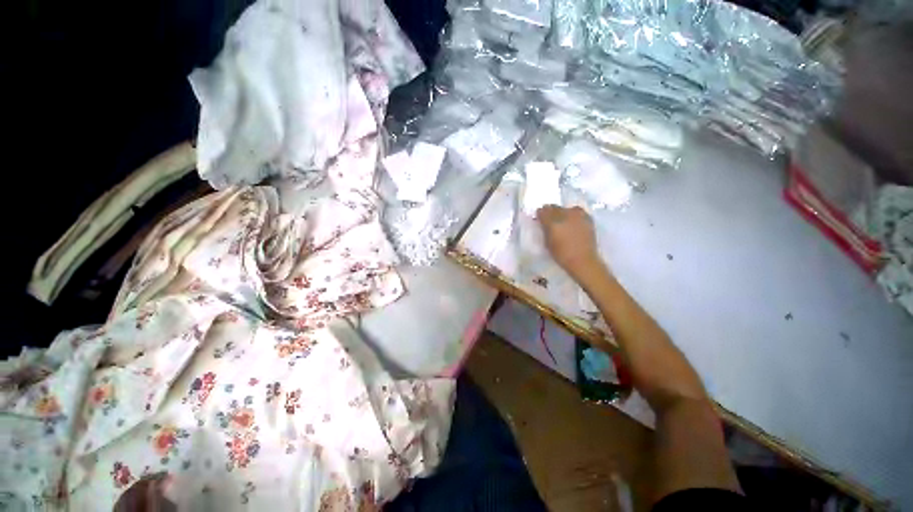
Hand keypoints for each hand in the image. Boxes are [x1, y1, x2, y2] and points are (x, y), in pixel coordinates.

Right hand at [536, 205, 602, 278]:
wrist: (583, 260)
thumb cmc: (561, 255)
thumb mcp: (547, 242)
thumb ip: (544, 229)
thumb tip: (543, 222)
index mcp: (552, 222)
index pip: (542, 211)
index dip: (540, 214)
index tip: (539, 219)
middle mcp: (565, 215)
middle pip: (554, 207)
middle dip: (550, 212)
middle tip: (550, 220)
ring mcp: (577, 215)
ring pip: (566, 208)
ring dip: (562, 212)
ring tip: (563, 220)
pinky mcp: (587, 218)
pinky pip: (577, 211)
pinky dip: (573, 214)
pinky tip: (573, 222)